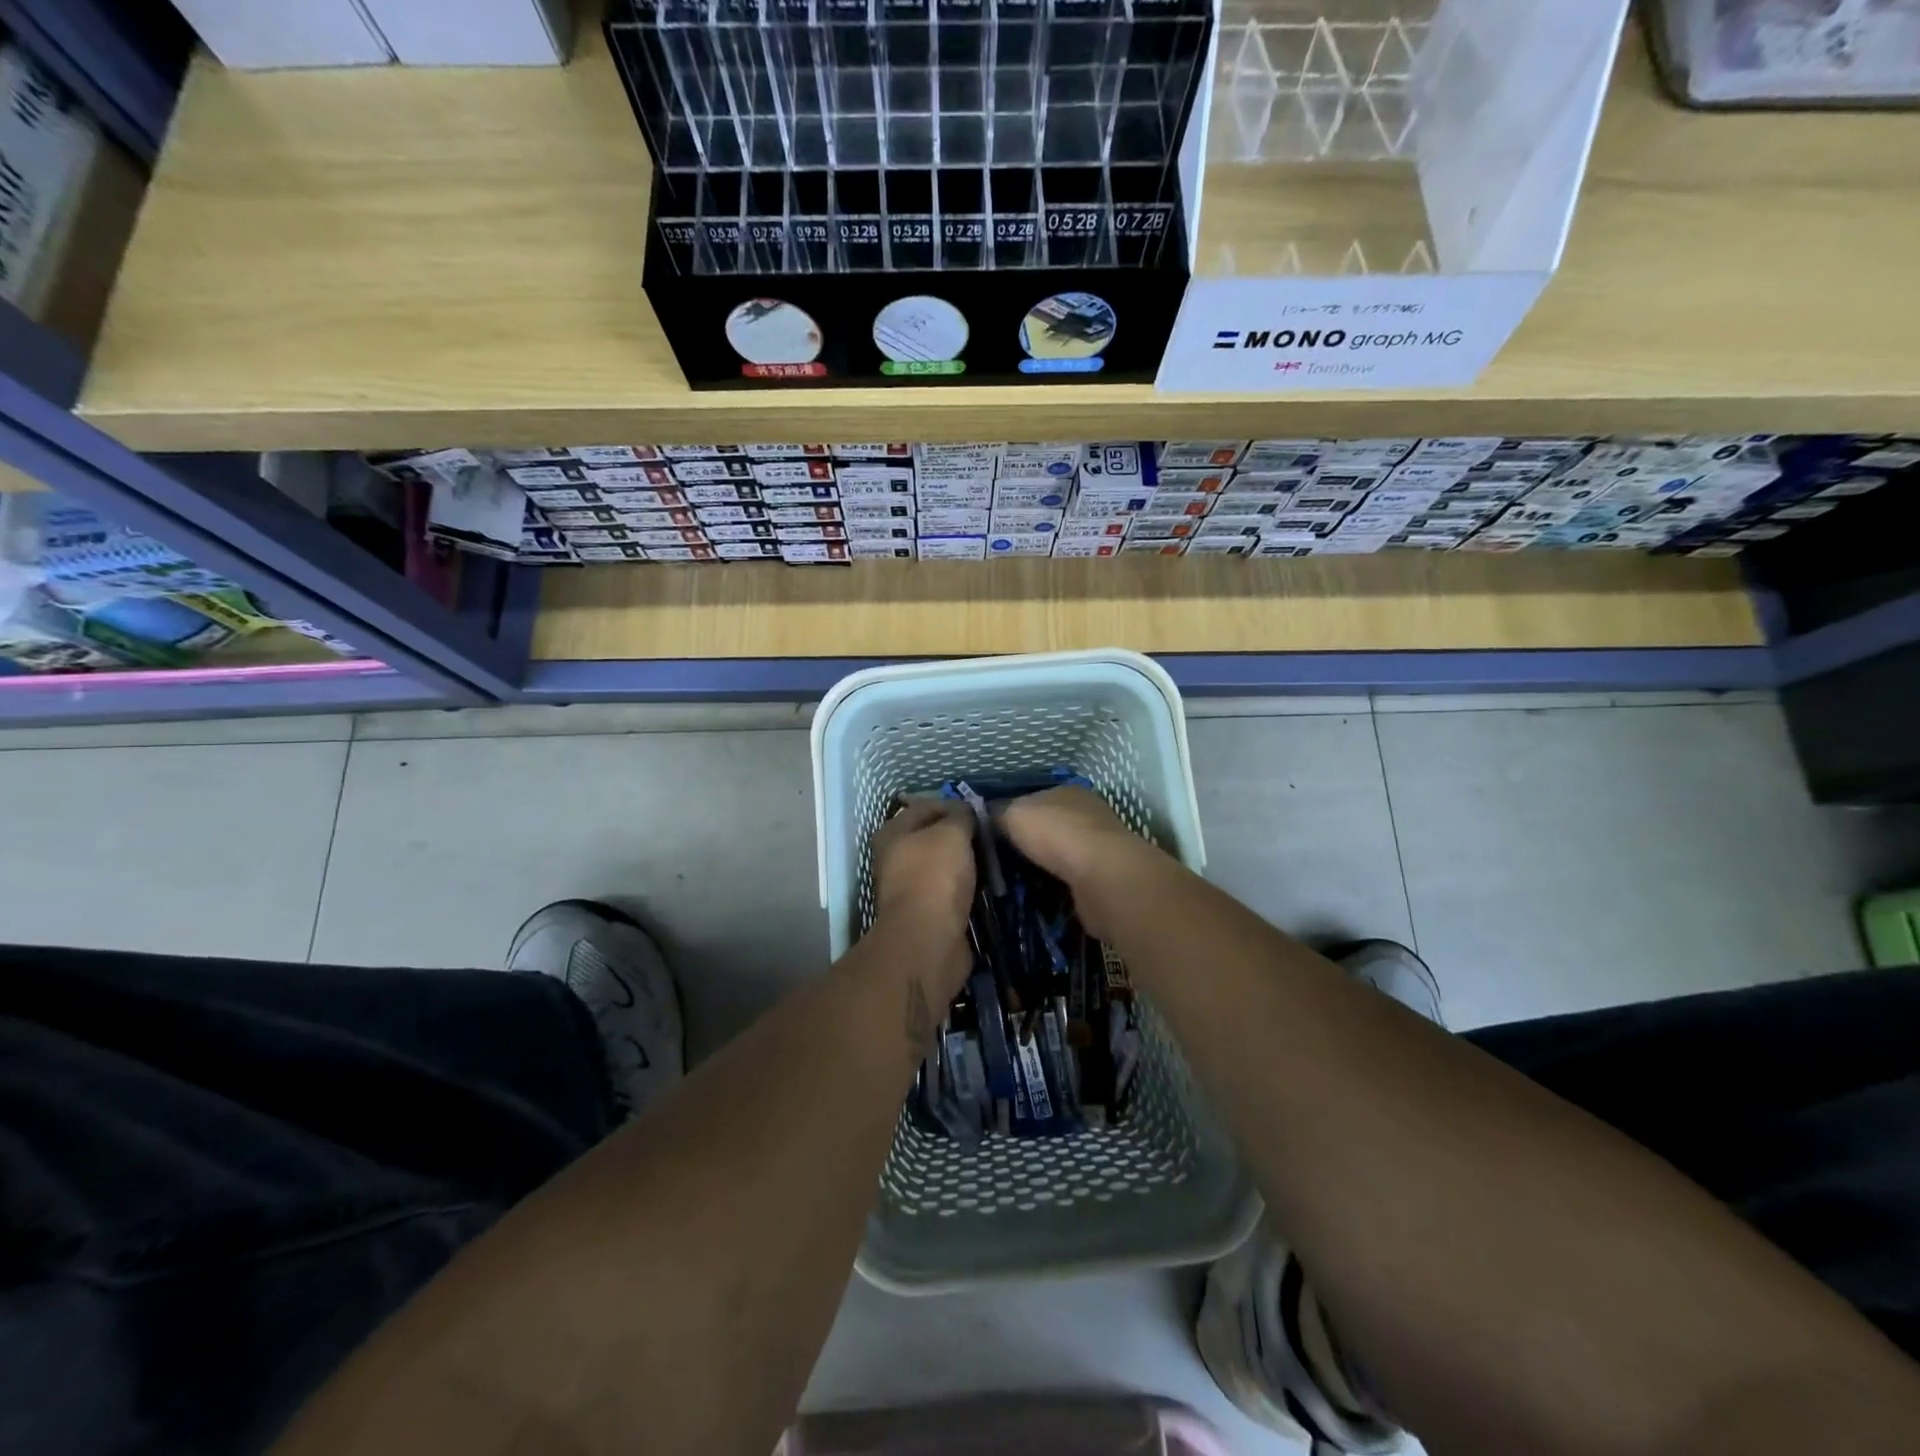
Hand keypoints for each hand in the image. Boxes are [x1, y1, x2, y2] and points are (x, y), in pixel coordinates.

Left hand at [871, 797, 976, 942]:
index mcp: (892, 833)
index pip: (925, 806)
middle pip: (933, 837)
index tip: (980, 811)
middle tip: (990, 835)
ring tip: (993, 858)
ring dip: (966, 862)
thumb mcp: (952, 833)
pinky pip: (951, 890)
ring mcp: (910, 887)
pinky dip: (967, 887)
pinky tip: (986, 884)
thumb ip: (961, 815)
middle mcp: (895, 858)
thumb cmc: (935, 876)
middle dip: (961, 835)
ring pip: (944, 865)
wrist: (928, 940)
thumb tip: (966, 810)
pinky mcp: (926, 912)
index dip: (953, 804)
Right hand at [998, 786, 1161, 937]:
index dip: (1011, 814)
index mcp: (1067, 792)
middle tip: (997, 862)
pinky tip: (1035, 896)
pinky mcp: (1101, 878)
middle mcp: (1087, 815)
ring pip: (1058, 855)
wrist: (1101, 877)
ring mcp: (1098, 847)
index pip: (1033, 798)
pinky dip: (1053, 887)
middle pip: (1047, 827)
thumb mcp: (1012, 813)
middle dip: (1026, 843)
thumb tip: (983, 816)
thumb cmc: (1055, 833)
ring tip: (1011, 883)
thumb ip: (996, 813)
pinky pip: (1068, 880)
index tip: (990, 834)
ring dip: (1040, 867)